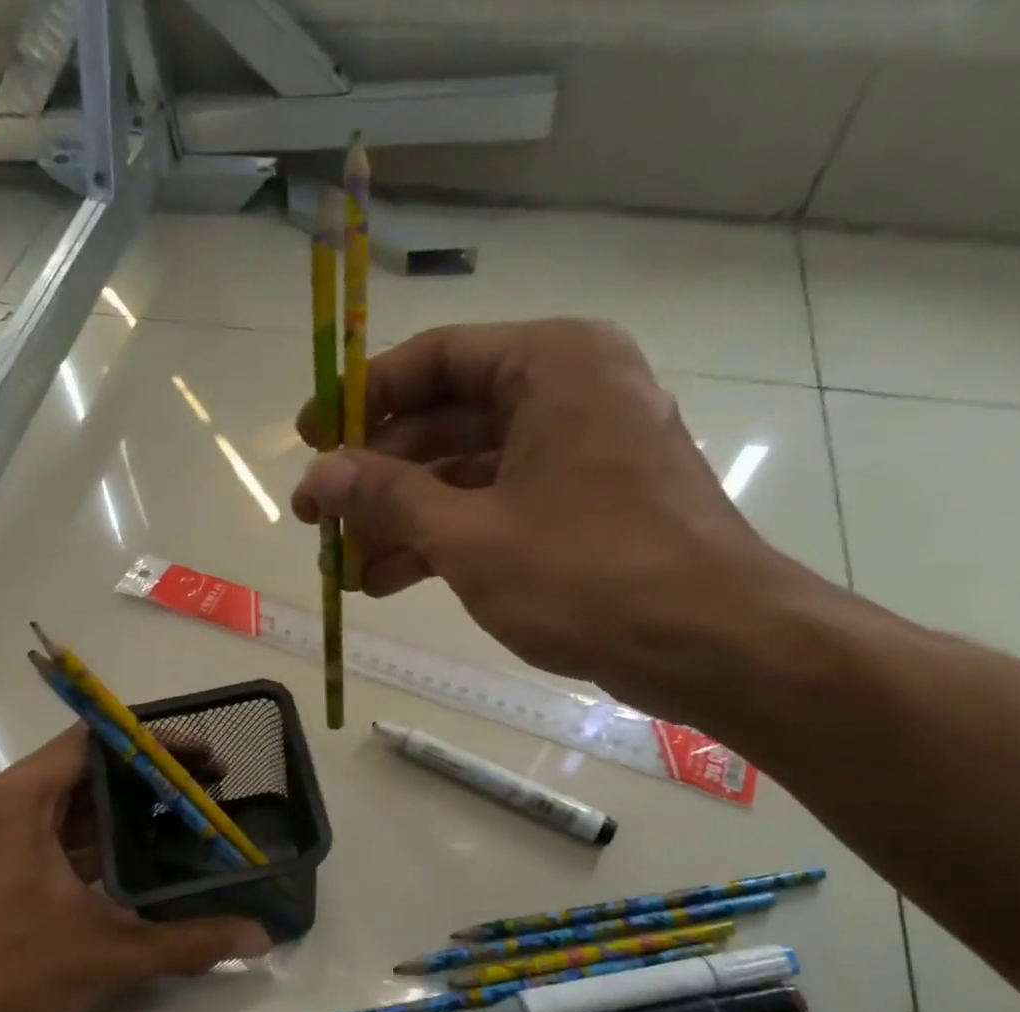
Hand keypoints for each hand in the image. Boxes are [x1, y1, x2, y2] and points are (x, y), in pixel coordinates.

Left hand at [0, 726, 270, 1011]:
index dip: (153, 744)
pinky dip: (98, 847)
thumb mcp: (105, 955)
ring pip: (71, 811)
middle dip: (149, 781)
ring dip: (125, 817)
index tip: (202, 758)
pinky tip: (142, 865)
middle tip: (210, 790)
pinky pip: (55, 842)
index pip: (93, 743)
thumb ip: (187, 943)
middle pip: (86, 773)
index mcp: (17, 802)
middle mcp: (0, 809)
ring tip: (187, 823)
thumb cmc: (4, 978)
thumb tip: (259, 939)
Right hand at [292, 319, 820, 723]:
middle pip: (447, 418)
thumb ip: (387, 496)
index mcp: (550, 365)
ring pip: (469, 471)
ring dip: (405, 518)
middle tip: (321, 520)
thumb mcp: (468, 535)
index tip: (309, 441)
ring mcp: (580, 452)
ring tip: (347, 566)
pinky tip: (392, 581)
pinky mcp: (585, 506)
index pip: (434, 358)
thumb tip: (318, 474)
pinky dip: (447, 539)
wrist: (710, 644)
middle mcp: (569, 392)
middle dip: (378, 476)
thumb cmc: (587, 574)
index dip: (362, 400)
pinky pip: (498, 505)